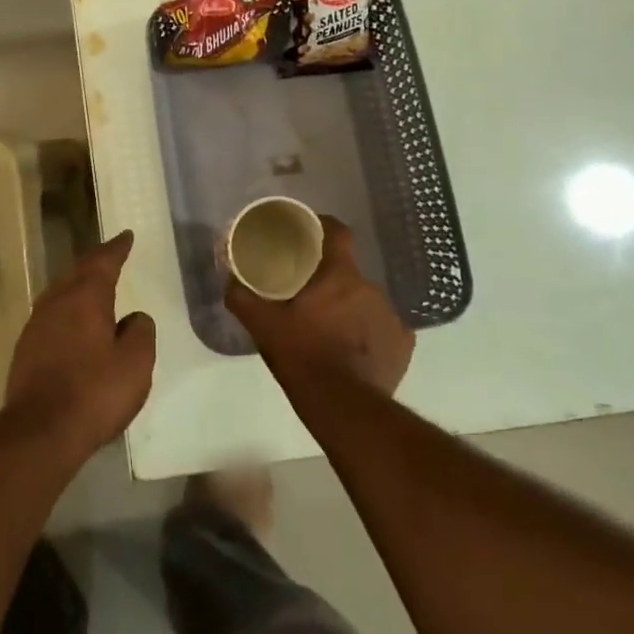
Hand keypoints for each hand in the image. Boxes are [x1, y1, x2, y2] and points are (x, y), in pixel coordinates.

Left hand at [3, 230, 155, 464]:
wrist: (40, 431)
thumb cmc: (94, 392)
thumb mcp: (135, 364)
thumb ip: (140, 333)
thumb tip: (134, 318)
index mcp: (85, 297)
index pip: (103, 261)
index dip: (116, 248)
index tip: (126, 236)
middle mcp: (57, 301)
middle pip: (77, 271)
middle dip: (96, 261)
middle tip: (111, 254)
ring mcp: (37, 324)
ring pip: (61, 291)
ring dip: (78, 284)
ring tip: (93, 284)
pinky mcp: (26, 347)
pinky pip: (52, 314)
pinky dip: (68, 308)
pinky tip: (74, 322)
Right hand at [224, 216, 412, 397]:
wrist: (343, 406)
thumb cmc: (302, 355)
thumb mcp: (263, 326)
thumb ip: (242, 298)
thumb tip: (230, 280)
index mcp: (339, 275)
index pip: (339, 233)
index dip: (325, 227)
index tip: (310, 233)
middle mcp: (370, 288)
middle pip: (349, 273)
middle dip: (331, 281)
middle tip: (309, 297)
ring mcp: (391, 317)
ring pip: (366, 302)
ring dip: (350, 309)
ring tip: (330, 329)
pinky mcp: (403, 345)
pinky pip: (384, 329)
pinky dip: (370, 335)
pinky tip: (355, 351)